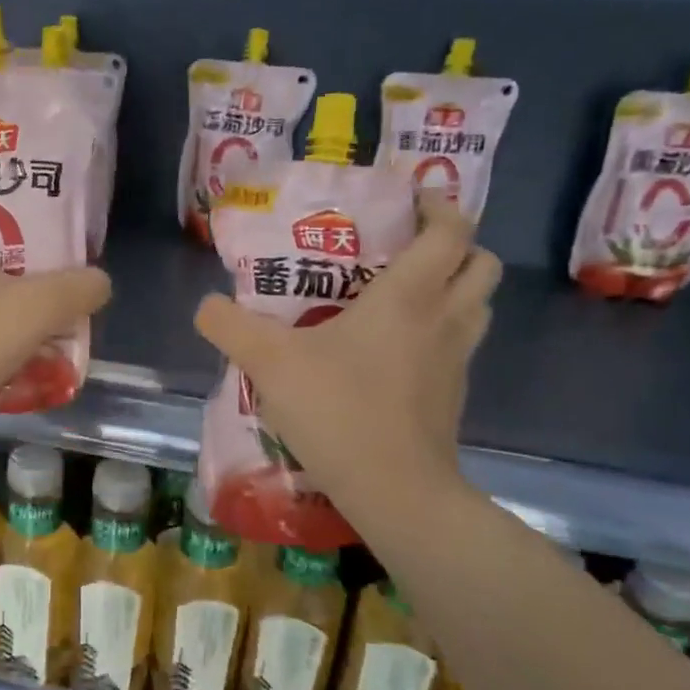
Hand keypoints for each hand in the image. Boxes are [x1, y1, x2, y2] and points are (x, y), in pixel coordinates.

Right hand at [193, 194, 500, 528]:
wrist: (394, 490)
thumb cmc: (338, 410)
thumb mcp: (269, 363)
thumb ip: (231, 327)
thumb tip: (206, 306)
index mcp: (410, 296)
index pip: (451, 230)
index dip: (439, 206)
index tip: (412, 199)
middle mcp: (445, 318)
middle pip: (483, 263)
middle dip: (456, 245)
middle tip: (409, 249)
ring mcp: (458, 360)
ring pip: (479, 306)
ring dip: (455, 289)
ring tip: (405, 296)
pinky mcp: (454, 396)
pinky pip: (460, 346)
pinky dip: (441, 333)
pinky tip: (396, 352)